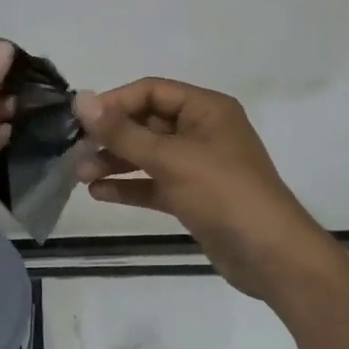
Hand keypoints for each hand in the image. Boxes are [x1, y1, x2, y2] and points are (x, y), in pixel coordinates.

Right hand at [73, 78, 320, 300]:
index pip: (151, 91)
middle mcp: (202, 131)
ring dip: (115, 162)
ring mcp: (198, 165)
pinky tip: (99, 194)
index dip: (114, 102)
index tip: (81, 120)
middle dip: (111, 136)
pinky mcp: (193, 197)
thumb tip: (81, 99)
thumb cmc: (224, 193)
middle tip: (76, 151)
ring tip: (81, 175)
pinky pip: (154, 183)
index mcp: (206, 109)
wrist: (272, 257)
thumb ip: (123, 131)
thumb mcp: (170, 158)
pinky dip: (129, 187)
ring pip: (148, 155)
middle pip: (146, 122)